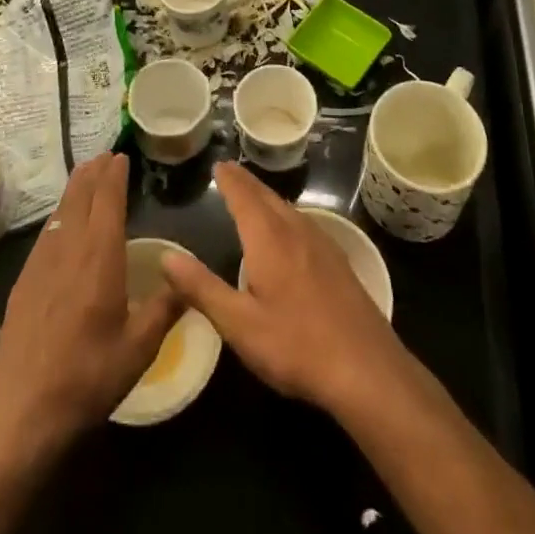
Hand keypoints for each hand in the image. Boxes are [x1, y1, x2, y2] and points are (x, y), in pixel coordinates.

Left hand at [0, 153, 180, 450]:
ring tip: (86, 176)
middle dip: (94, 172)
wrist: (21, 410)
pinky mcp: (24, 281)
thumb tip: (187, 276)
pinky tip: (62, 223)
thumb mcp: (139, 348)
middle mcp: (69, 247)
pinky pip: (47, 232)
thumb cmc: (87, 377)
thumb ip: (165, 308)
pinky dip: (60, 214)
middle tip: (105, 155)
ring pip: (61, 211)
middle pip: (81, 196)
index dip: (114, 174)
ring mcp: (41, 262)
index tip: (121, 156)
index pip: (107, 199)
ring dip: (76, 189)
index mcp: (99, 256)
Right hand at [161, 162, 409, 416]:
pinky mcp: (338, 262)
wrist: (366, 368)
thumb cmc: (296, 346)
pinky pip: (303, 223)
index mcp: (268, 238)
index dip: (229, 179)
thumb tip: (167, 256)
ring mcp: (321, 243)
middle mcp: (295, 230)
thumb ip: (202, 288)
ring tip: (253, 196)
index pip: (244, 196)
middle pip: (267, 196)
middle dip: (246, 183)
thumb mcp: (240, 325)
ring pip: (288, 208)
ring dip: (267, 197)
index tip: (218, 164)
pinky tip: (289, 232)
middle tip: (230, 172)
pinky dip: (285, 214)